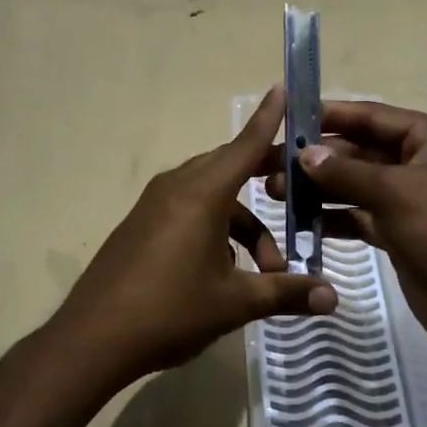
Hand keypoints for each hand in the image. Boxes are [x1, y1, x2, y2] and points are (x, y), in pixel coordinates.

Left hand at [50, 85, 336, 387]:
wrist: (93, 338)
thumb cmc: (170, 311)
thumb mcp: (235, 303)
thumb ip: (286, 293)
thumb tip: (333, 297)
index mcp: (202, 194)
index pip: (245, 146)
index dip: (268, 118)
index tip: (282, 88)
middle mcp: (177, 187)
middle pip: (230, 168)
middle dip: (264, 178)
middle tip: (299, 191)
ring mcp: (154, 205)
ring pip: (211, 196)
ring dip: (243, 224)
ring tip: (266, 270)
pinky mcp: (141, 224)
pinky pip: (189, 210)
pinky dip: (216, 229)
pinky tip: (226, 271)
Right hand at [266, 100, 426, 394]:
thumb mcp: (394, 193)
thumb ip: (345, 171)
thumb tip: (304, 154)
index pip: (374, 117)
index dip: (331, 116)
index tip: (288, 119)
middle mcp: (425, 162)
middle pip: (362, 151)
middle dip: (318, 159)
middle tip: (270, 163)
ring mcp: (414, 199)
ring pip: (358, 184)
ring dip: (320, 188)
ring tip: (274, 192)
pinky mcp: (402, 231)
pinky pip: (362, 214)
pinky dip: (334, 216)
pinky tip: (300, 220)